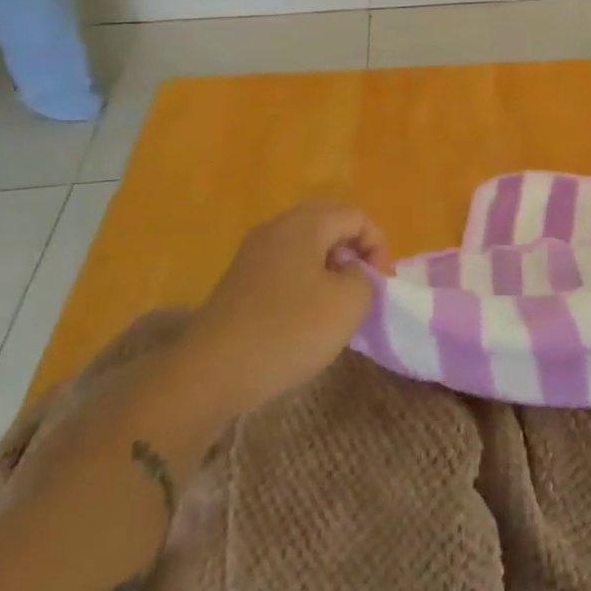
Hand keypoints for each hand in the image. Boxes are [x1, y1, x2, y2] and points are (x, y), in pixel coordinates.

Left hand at [175, 201, 392, 413]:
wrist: (210, 374)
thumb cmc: (289, 331)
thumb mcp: (349, 303)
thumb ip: (365, 278)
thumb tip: (353, 274)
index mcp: (305, 224)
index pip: (357, 216)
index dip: (378, 246)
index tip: (380, 285)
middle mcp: (277, 228)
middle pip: (329, 222)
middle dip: (354, 250)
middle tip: (363, 286)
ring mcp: (253, 254)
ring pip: (305, 244)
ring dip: (330, 266)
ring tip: (337, 302)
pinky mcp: (239, 281)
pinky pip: (285, 265)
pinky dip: (305, 280)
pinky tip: (305, 316)